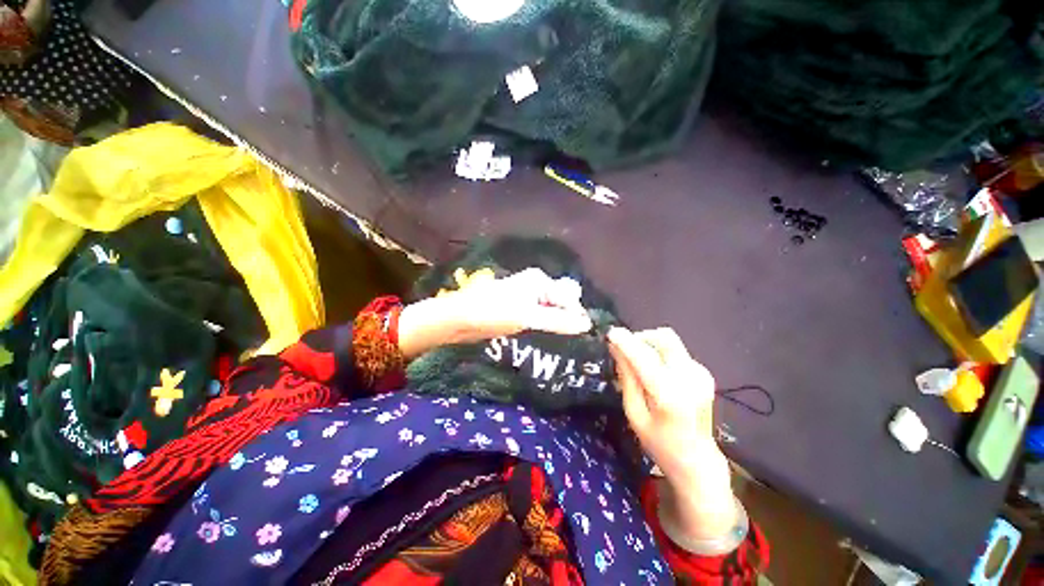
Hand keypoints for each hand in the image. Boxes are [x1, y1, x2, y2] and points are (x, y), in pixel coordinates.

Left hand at [397, 268, 592, 357]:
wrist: (459, 319)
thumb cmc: (493, 313)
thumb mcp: (528, 317)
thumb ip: (558, 321)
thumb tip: (587, 325)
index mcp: (540, 281)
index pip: (569, 297)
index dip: (576, 316)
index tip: (580, 336)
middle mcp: (535, 286)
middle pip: (561, 302)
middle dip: (567, 319)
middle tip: (569, 340)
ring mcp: (526, 297)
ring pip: (551, 311)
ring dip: (556, 325)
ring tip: (560, 343)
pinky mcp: (518, 309)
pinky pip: (539, 317)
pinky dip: (544, 327)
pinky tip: (545, 339)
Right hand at [607, 327, 738, 541]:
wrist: (698, 461)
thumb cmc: (660, 443)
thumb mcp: (634, 414)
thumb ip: (627, 379)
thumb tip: (616, 349)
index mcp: (669, 394)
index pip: (644, 357)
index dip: (625, 341)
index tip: (610, 333)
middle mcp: (689, 378)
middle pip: (664, 338)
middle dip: (640, 337)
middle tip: (626, 350)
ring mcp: (700, 374)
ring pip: (670, 341)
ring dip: (649, 344)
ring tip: (638, 362)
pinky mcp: (703, 373)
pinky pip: (676, 351)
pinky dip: (660, 353)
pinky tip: (655, 372)